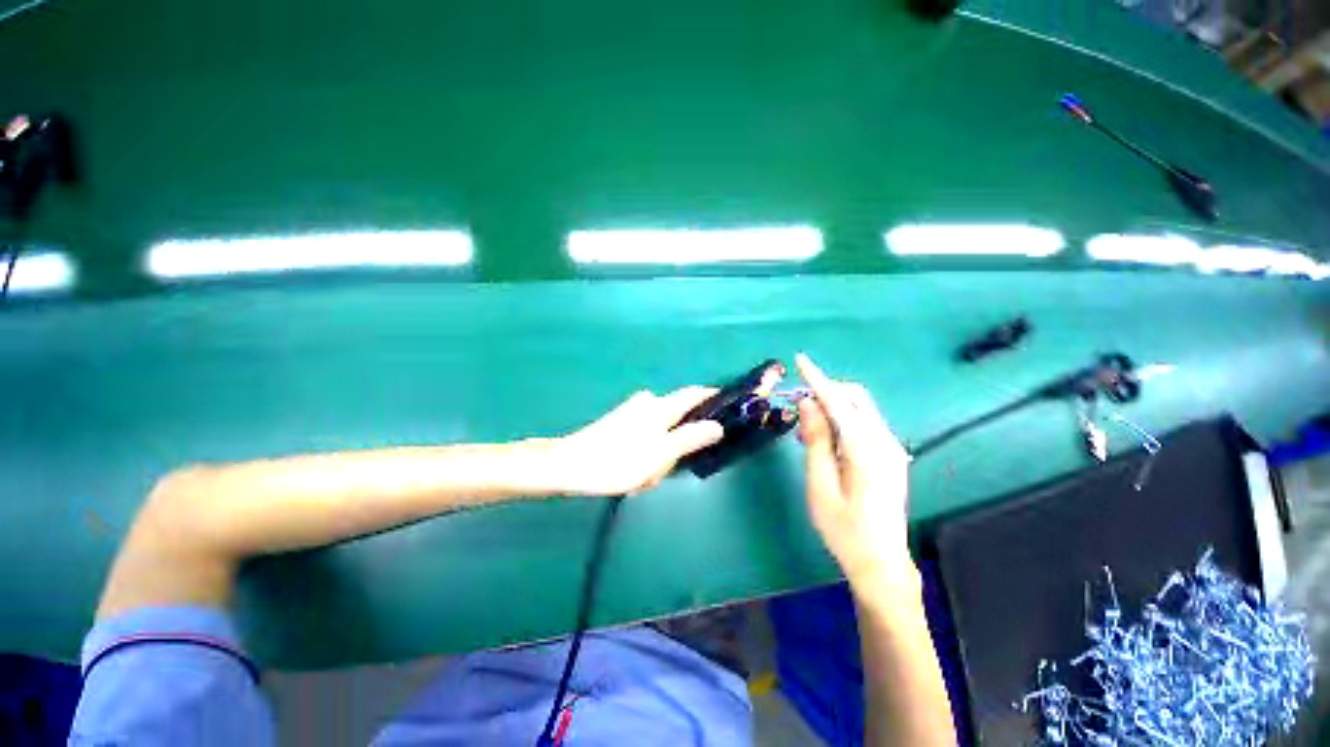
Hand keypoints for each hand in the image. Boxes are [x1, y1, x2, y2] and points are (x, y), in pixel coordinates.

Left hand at [546, 387, 724, 496]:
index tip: (728, 404)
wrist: (569, 466)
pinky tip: (632, 473)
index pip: (693, 394)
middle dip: (678, 444)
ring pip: (660, 432)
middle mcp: (648, 403)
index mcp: (660, 407)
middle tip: (666, 471)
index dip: (712, 396)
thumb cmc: (618, 461)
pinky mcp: (620, 423)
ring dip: (658, 455)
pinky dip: (645, 454)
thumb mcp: (660, 454)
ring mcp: (631, 411)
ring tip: (643, 478)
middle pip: (677, 418)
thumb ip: (690, 438)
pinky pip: (645, 437)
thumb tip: (718, 426)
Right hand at [794, 354, 916, 590]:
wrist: (881, 563)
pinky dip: (842, 421)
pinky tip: (825, 442)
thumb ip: (816, 440)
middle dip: (826, 392)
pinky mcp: (891, 456)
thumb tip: (808, 404)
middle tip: (799, 411)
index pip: (839, 402)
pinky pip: (864, 425)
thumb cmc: (844, 529)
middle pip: (856, 398)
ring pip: (860, 410)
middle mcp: (886, 442)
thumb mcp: (820, 485)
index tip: (800, 360)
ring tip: (807, 433)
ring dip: (832, 408)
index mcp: (867, 450)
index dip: (817, 379)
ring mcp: (892, 448)